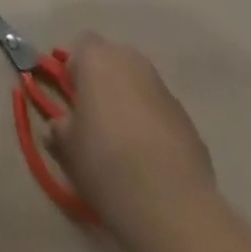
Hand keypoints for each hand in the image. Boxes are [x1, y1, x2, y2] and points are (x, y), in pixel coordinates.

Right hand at [46, 35, 217, 243]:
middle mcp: (132, 63)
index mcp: (96, 57)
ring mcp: (167, 93)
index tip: (74, 97)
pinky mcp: (192, 126)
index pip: (81, 45)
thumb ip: (60, 127)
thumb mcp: (66, 146)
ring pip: (142, 88)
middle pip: (115, 61)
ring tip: (127, 144)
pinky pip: (164, 117)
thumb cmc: (105, 159)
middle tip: (98, 116)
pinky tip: (152, 162)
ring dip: (133, 105)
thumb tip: (58, 127)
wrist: (172, 206)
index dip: (76, 69)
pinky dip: (156, 130)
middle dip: (106, 82)